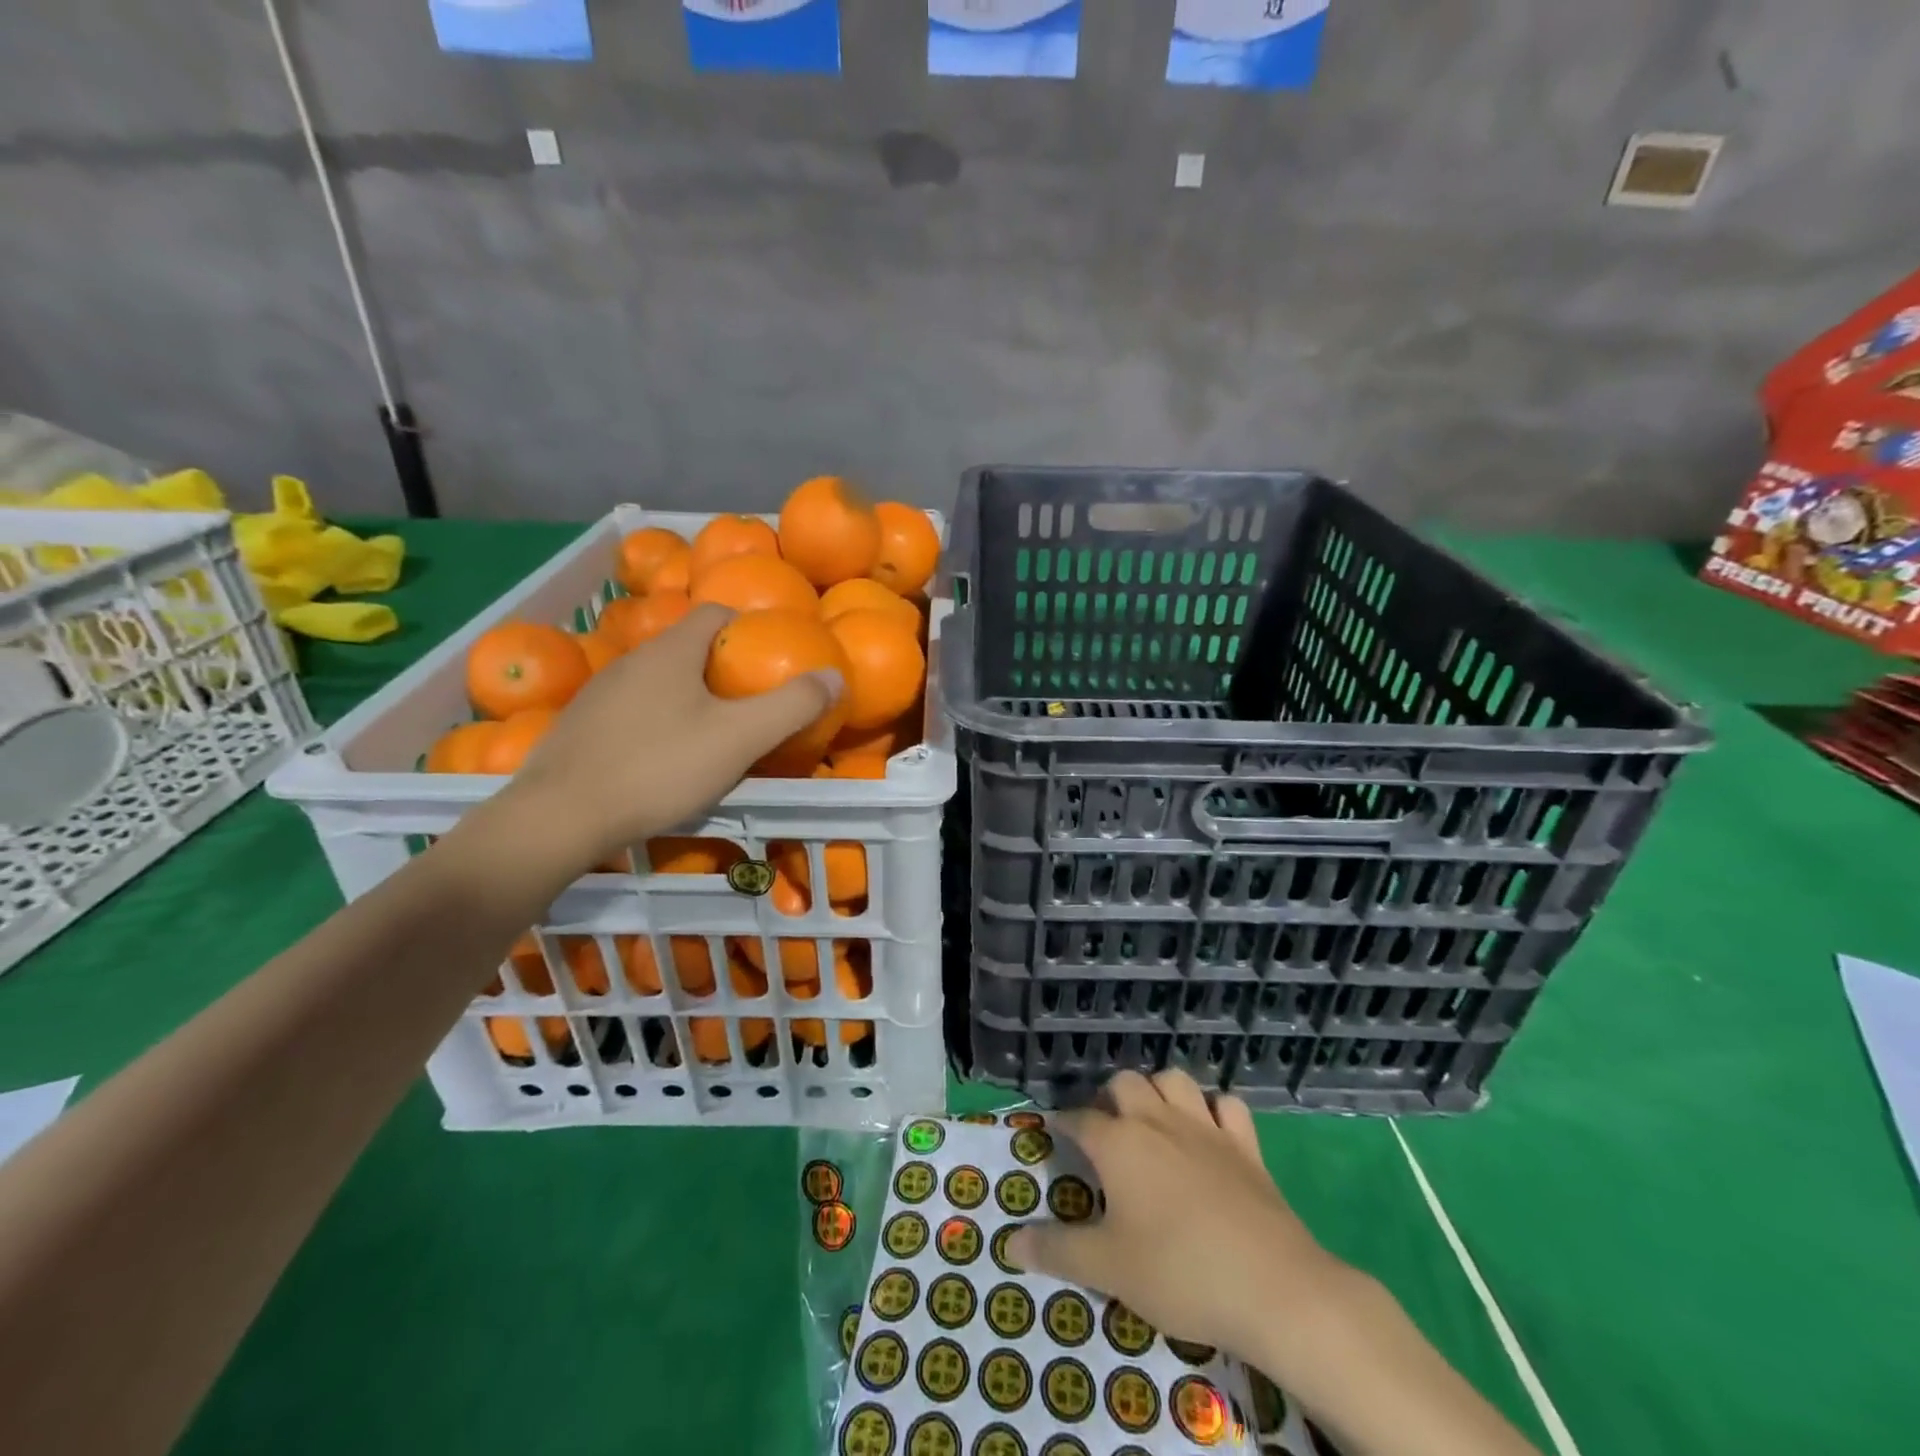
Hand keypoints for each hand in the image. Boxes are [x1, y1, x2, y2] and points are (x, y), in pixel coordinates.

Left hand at [484, 604, 841, 872]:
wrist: (559, 817)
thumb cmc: (659, 767)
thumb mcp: (739, 738)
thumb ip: (791, 706)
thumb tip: (835, 676)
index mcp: (671, 651)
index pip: (716, 612)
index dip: (749, 627)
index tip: (771, 660)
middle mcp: (632, 660)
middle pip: (688, 647)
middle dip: (723, 667)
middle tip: (751, 704)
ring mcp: (600, 693)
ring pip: (659, 680)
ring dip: (689, 696)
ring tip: (712, 734)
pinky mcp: (581, 726)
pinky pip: (633, 709)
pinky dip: (657, 720)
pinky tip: (664, 758)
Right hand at [1007, 1069, 1354, 1376]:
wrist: (1272, 1286)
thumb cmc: (1179, 1273)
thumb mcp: (1108, 1269)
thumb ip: (1058, 1251)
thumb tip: (1010, 1243)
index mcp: (1119, 1143)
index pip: (1079, 1119)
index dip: (1063, 1124)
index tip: (1056, 1134)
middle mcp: (1157, 1120)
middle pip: (1125, 1083)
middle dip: (1109, 1098)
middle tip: (1106, 1132)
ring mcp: (1205, 1127)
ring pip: (1174, 1079)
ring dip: (1158, 1091)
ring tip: (1152, 1120)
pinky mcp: (1245, 1144)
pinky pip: (1226, 1105)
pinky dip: (1213, 1109)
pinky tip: (1209, 1129)